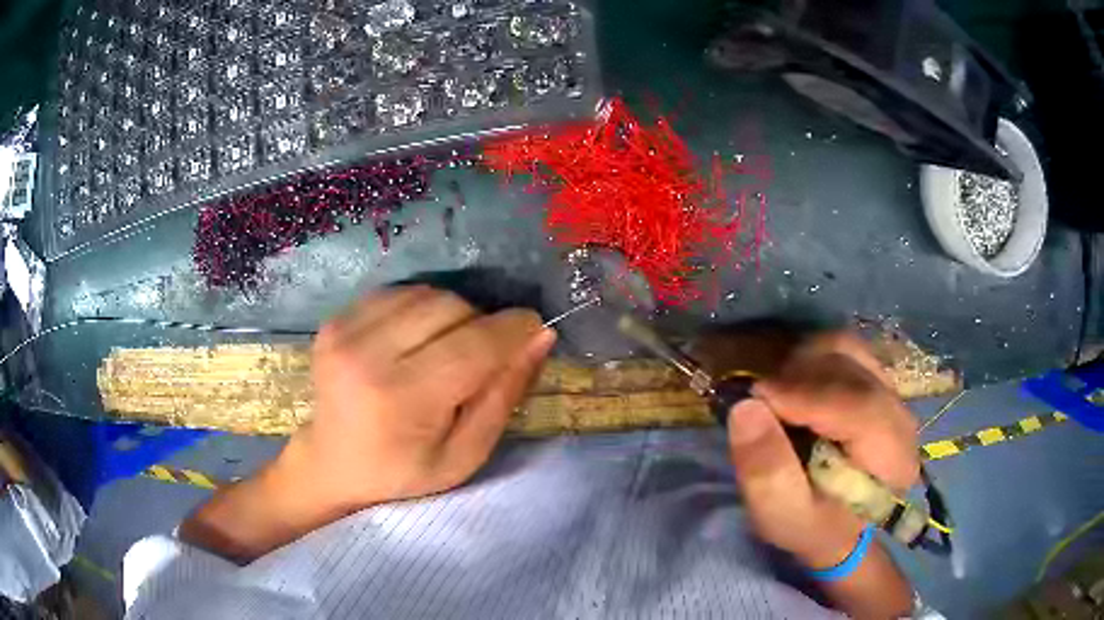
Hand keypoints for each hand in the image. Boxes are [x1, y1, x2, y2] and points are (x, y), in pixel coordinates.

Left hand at [281, 285, 556, 512]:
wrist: (332, 464)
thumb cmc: (403, 472)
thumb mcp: (465, 454)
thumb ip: (504, 395)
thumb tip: (539, 337)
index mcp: (402, 398)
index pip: (474, 344)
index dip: (514, 329)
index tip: (536, 328)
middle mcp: (367, 354)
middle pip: (451, 307)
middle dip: (482, 324)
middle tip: (482, 356)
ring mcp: (345, 330)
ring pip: (427, 293)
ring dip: (452, 314)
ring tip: (446, 349)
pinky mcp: (335, 320)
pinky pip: (399, 293)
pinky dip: (421, 309)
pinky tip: (416, 339)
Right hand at [726, 332, 917, 617]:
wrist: (840, 526)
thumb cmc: (812, 526)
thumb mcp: (782, 515)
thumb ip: (767, 471)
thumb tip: (745, 407)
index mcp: (892, 458)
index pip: (857, 406)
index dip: (803, 396)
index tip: (754, 400)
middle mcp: (901, 414)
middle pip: (851, 369)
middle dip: (798, 378)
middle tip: (760, 403)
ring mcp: (891, 391)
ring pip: (846, 349)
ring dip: (803, 363)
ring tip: (777, 395)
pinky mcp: (876, 380)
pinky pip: (843, 349)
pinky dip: (811, 358)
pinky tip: (794, 385)